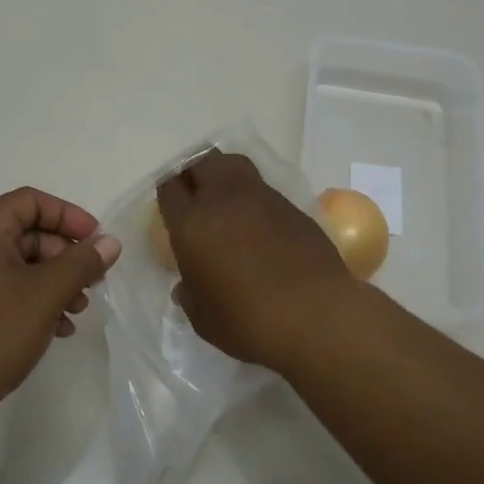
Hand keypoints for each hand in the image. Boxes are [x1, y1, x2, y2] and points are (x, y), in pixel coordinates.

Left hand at [0, 187, 119, 436]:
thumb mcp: (46, 293)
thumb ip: (82, 263)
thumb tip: (110, 242)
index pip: (30, 201)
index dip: (67, 215)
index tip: (95, 240)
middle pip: (26, 234)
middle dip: (64, 255)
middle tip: (93, 281)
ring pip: (18, 267)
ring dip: (54, 282)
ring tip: (79, 309)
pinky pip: (5, 293)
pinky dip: (34, 302)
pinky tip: (58, 329)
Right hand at [156, 152, 357, 371]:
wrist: (314, 314)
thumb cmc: (248, 321)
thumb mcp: (204, 318)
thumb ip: (190, 296)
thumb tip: (186, 287)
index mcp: (191, 223)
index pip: (170, 187)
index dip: (169, 190)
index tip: (172, 202)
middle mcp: (222, 199)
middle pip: (202, 162)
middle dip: (195, 171)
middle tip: (195, 192)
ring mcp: (260, 197)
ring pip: (234, 164)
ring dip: (224, 174)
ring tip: (225, 198)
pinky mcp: (290, 205)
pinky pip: (263, 188)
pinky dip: (254, 196)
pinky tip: (259, 222)